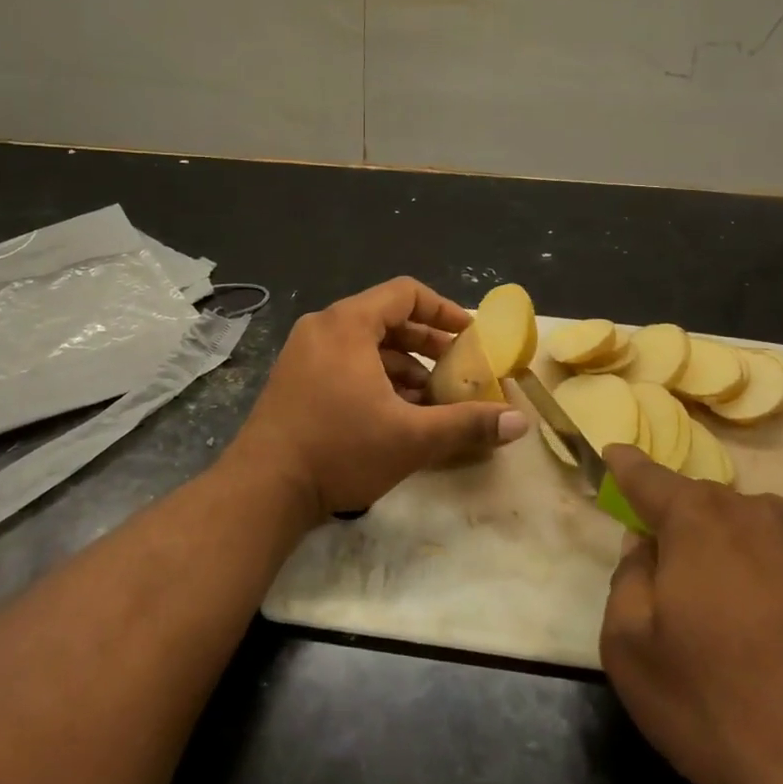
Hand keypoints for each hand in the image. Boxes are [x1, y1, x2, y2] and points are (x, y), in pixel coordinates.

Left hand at [227, 277, 528, 518]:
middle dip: (426, 342)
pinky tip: (396, 412)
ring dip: (402, 365)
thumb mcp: (412, 438)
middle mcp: (323, 328)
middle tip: (457, 367)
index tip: (470, 334)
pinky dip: (375, 377)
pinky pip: (344, 362)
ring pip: (365, 344)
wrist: (262, 490)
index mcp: (348, 324)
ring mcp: (303, 353)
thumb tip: (520, 422)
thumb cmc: (340, 450)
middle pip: (386, 318)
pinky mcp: (294, 379)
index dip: (443, 309)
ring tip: (431, 397)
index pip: (405, 294)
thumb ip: (467, 424)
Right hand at [599, 446, 782, 783]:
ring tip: (722, 618)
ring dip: (726, 556)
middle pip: (701, 506)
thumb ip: (627, 580)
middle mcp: (757, 515)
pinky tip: (770, 640)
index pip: (648, 477)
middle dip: (678, 527)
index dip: (626, 465)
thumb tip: (646, 546)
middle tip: (666, 579)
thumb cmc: (721, 705)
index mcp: (698, 519)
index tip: (614, 452)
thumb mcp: (632, 650)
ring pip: (747, 534)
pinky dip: (767, 584)